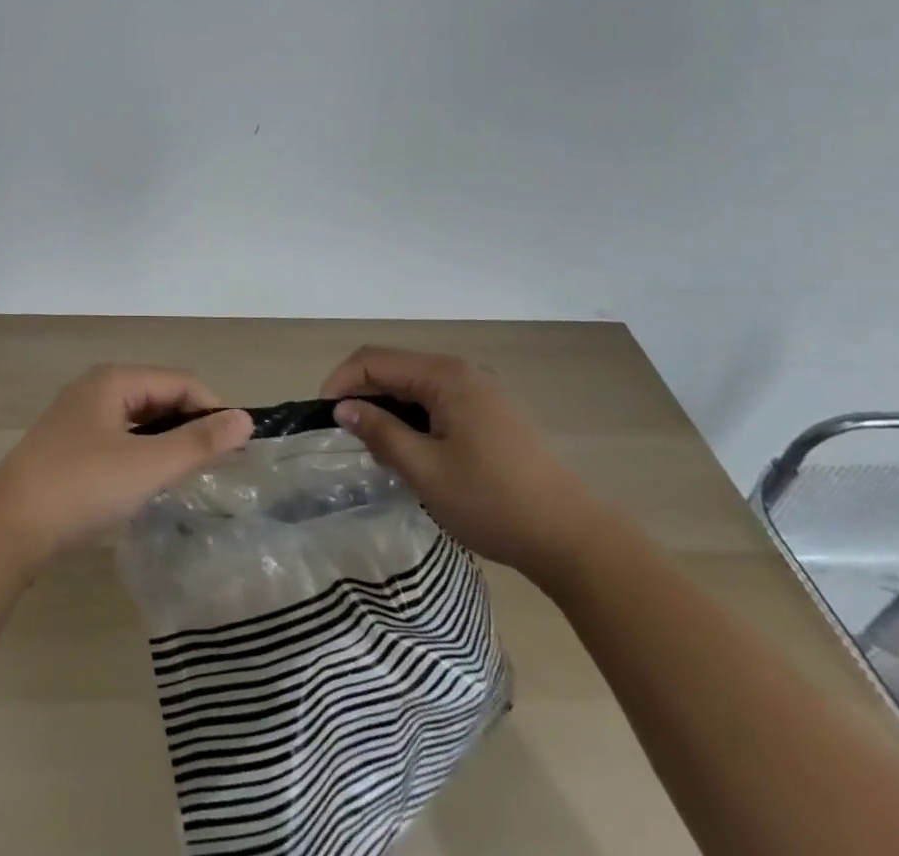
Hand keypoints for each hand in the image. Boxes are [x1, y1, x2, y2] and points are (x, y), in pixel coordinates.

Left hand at [0, 365, 253, 569]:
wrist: (5, 529)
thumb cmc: (82, 488)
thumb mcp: (147, 465)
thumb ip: (198, 442)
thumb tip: (244, 419)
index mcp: (115, 380)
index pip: (181, 381)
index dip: (213, 409)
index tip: (238, 448)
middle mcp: (96, 388)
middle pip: (159, 396)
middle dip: (190, 425)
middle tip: (216, 466)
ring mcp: (78, 418)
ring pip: (139, 420)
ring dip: (167, 442)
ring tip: (189, 475)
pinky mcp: (68, 447)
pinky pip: (119, 439)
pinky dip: (142, 454)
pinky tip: (148, 482)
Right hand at [323, 347, 610, 586]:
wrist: (574, 539)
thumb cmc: (493, 502)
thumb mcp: (425, 470)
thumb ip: (380, 432)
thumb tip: (344, 408)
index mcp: (445, 375)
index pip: (375, 360)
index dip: (342, 381)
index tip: (324, 416)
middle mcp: (462, 371)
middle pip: (395, 367)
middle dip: (363, 394)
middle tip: (345, 434)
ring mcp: (481, 391)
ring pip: (416, 385)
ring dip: (388, 407)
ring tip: (374, 446)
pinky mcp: (492, 413)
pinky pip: (438, 401)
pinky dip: (413, 417)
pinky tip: (411, 450)